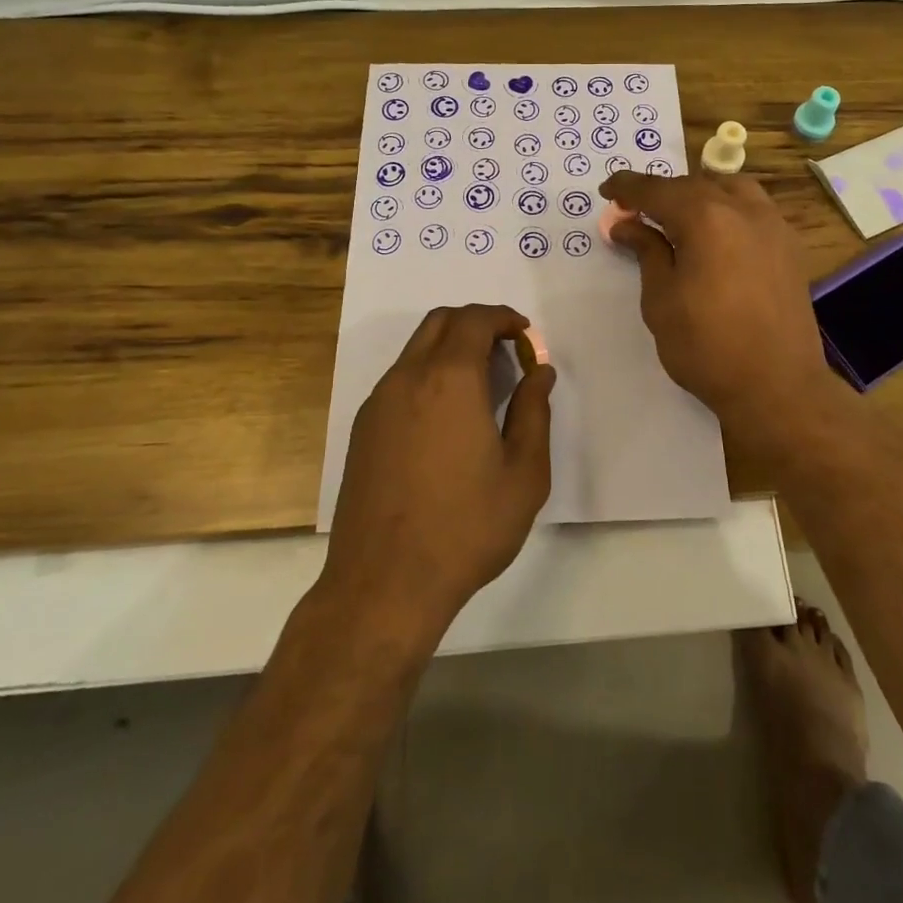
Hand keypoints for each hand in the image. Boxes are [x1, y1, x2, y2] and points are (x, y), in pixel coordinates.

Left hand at [323, 304, 555, 642]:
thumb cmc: (466, 528)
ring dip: (450, 347)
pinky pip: (400, 379)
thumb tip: (540, 372)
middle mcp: (408, 378)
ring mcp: (379, 403)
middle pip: (440, 322)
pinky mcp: (363, 428)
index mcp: (450, 380)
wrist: (384, 584)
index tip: (525, 334)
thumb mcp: (523, 474)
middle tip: (506, 350)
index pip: (474, 320)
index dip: (503, 318)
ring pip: (416, 349)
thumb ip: (534, 412)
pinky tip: (446, 416)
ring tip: (481, 383)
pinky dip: (428, 373)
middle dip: (476, 323)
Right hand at [600, 171, 839, 463]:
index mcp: (705, 217)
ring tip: (679, 216)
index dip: (628, 187)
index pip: (657, 190)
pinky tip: (717, 234)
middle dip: (662, 193)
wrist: (777, 386)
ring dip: (699, 194)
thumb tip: (628, 224)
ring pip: (731, 189)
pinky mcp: (790, 247)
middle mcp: (743, 209)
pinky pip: (754, 209)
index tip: (607, 190)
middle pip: (694, 185)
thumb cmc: (707, 346)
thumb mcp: (661, 300)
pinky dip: (728, 209)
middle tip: (636, 211)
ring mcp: (773, 226)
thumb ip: (647, 252)